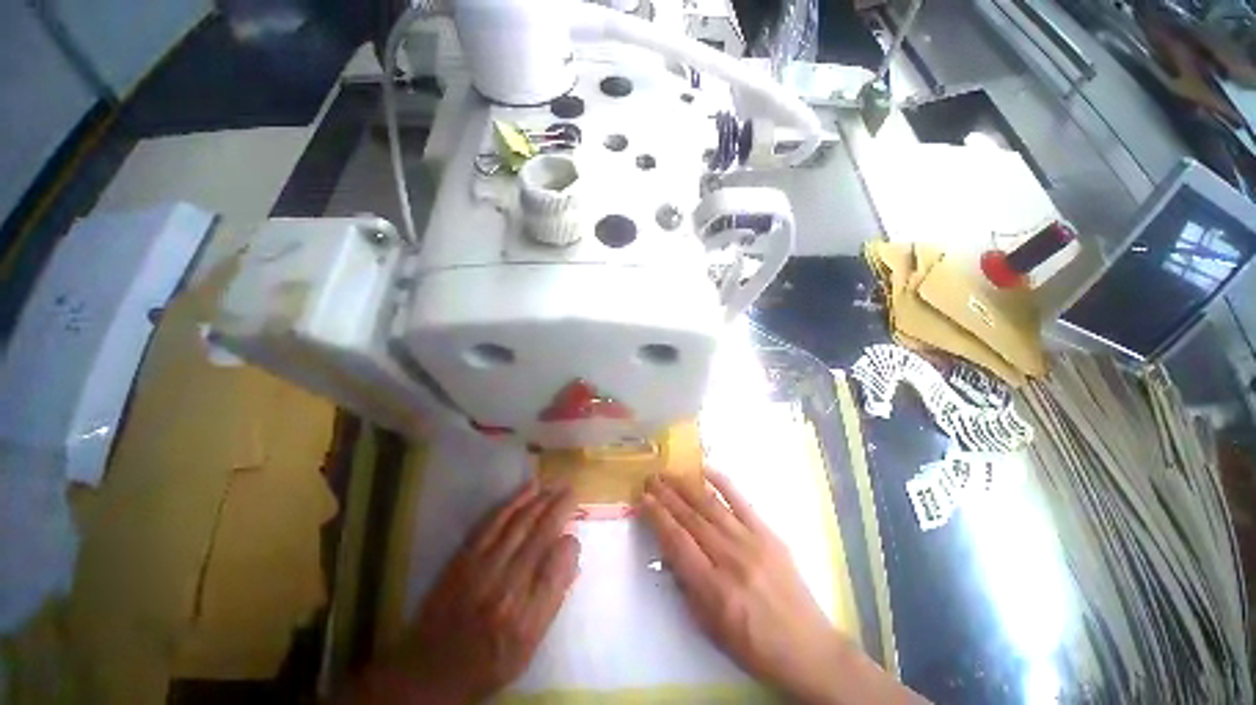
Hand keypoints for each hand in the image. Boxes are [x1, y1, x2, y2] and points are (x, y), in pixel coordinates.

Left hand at [354, 481, 578, 703]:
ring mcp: (482, 568)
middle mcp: (507, 588)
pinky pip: (494, 521)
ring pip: (520, 522)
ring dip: (541, 499)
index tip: (574, 535)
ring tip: (556, 485)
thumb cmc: (488, 663)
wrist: (431, 670)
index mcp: (527, 616)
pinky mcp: (464, 557)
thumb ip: (554, 598)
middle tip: (572, 491)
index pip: (559, 564)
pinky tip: (529, 488)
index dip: (571, 543)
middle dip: (561, 507)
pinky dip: (514, 501)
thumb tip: (571, 556)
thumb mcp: (529, 646)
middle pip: (542, 534)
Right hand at [641, 473, 923, 704]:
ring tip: (668, 472)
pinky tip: (705, 469)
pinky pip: (741, 501)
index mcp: (714, 589)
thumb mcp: (710, 628)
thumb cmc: (753, 646)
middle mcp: (731, 559)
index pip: (677, 542)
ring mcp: (752, 542)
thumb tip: (670, 550)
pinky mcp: (768, 533)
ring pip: (711, 505)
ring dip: (686, 486)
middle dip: (666, 495)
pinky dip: (722, 482)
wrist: (807, 648)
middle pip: (691, 518)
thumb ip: (686, 586)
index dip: (657, 516)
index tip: (643, 499)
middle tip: (650, 478)